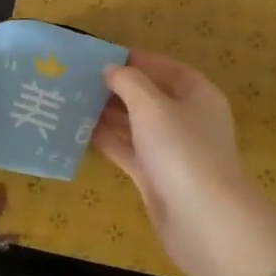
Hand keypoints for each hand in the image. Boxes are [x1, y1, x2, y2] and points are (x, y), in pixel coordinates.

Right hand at [94, 52, 275, 275]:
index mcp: (199, 96)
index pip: (169, 69)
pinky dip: (109, 140)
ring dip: (109, 114)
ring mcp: (172, 151)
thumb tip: (112, 69)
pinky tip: (81, 131)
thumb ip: (129, 82)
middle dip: (119, 89)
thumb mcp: (152, 106)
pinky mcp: (156, 176)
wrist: (201, 218)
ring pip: (137, 125)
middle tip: (81, 80)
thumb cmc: (180, 149)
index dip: (140, 61)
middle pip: (151, 97)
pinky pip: (129, 150)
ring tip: (74, 101)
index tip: (105, 57)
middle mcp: (188, 120)